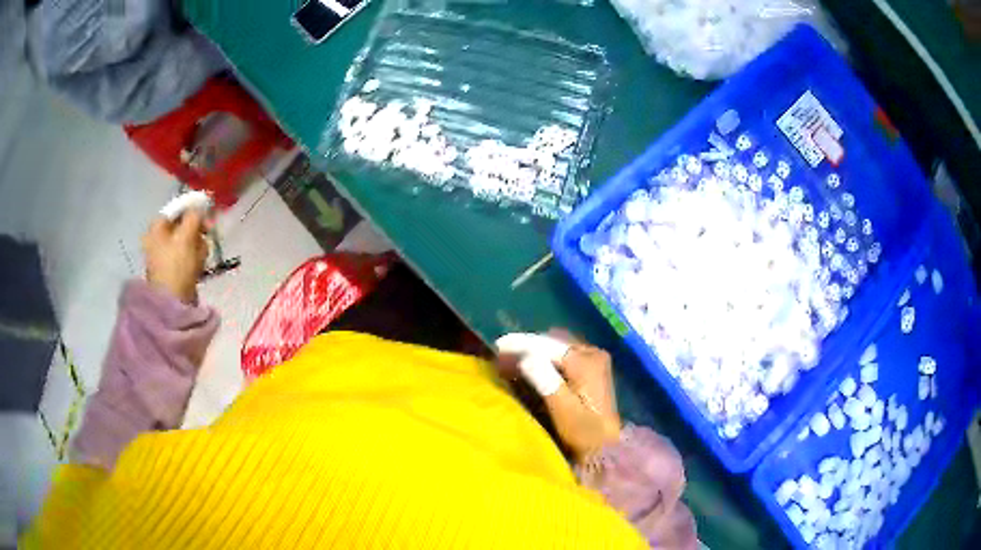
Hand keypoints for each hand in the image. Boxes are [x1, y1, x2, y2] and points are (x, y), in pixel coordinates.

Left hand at [142, 211, 208, 303]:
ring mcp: (165, 256)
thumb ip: (193, 217)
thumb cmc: (176, 267)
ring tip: (201, 257)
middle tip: (206, 236)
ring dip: (198, 246)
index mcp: (157, 228)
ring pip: (188, 241)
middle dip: (197, 231)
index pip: (177, 209)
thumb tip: (200, 206)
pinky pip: (187, 256)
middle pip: (183, 225)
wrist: (172, 304)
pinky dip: (195, 259)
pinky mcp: (173, 270)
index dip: (193, 208)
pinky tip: (198, 267)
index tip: (208, 212)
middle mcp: (158, 239)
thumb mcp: (186, 237)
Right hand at [499, 330, 621, 459]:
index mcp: (587, 360)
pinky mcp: (590, 369)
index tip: (496, 347)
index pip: (547, 345)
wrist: (606, 448)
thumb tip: (525, 357)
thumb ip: (546, 382)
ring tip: (509, 361)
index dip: (520, 344)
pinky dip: (544, 360)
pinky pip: (561, 357)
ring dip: (533, 353)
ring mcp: (592, 359)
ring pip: (555, 349)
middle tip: (500, 356)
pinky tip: (528, 368)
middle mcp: (591, 352)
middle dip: (525, 347)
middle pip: (551, 343)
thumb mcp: (564, 411)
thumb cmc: (584, 433)